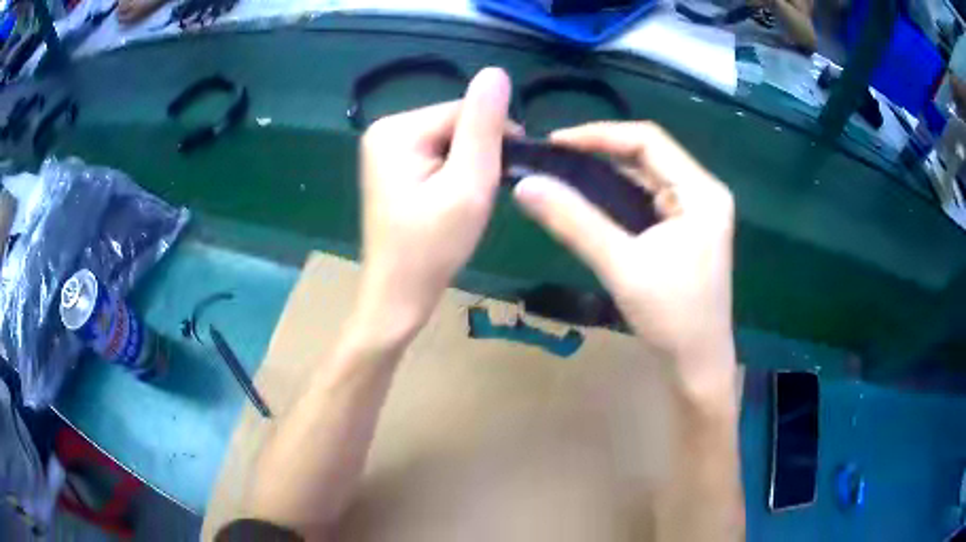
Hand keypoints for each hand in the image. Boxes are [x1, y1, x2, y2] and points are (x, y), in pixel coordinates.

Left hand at [354, 68, 512, 346]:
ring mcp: (385, 147)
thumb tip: (496, 72)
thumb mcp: (468, 184)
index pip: (464, 110)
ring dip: (467, 165)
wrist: (399, 294)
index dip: (493, 139)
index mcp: (397, 129)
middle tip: (476, 196)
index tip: (503, 176)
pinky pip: (437, 153)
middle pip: (454, 122)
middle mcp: (384, 129)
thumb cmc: (434, 247)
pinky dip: (452, 172)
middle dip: (476, 154)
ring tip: (463, 201)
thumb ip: (483, 127)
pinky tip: (449, 199)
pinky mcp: (392, 164)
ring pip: (449, 138)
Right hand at [512, 122, 735, 399]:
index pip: (649, 140)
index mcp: (702, 193)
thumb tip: (525, 185)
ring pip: (648, 175)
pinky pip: (649, 197)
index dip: (601, 135)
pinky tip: (591, 196)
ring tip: (565, 170)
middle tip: (554, 156)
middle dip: (602, 150)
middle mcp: (704, 193)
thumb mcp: (622, 266)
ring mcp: (697, 211)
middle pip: (650, 154)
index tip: (556, 142)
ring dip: (608, 170)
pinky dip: (619, 192)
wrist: (697, 364)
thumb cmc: (671, 317)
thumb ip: (574, 221)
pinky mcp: (687, 228)